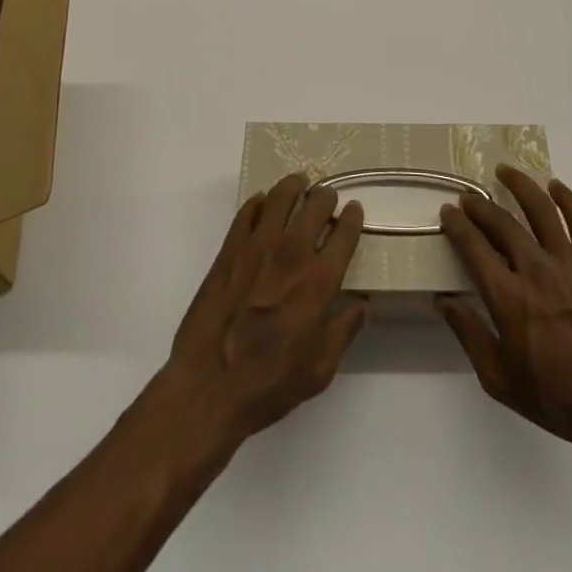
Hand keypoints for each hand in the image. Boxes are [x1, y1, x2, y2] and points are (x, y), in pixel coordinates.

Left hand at [163, 174, 369, 446]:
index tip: (354, 210)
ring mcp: (256, 249)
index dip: (352, 218)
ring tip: (299, 183)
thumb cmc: (270, 384)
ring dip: (293, 186)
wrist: (209, 388)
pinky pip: (247, 214)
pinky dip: (259, 203)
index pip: (344, 234)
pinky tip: (263, 203)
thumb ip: (344, 331)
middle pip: (315, 207)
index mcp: (319, 282)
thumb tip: (362, 305)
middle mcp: (291, 256)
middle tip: (327, 197)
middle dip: (326, 197)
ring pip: (280, 199)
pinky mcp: (228, 252)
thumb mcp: (320, 370)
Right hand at [437, 166, 571, 457]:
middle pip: (502, 223)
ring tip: (504, 171)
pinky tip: (555, 186)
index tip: (448, 212)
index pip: (474, 247)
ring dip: (520, 186)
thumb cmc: (555, 396)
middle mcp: (534, 269)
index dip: (457, 225)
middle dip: (480, 207)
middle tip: (468, 197)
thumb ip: (468, 333)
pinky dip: (567, 199)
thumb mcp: (498, 377)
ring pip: (540, 210)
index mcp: (507, 296)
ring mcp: (569, 263)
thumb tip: (443, 300)